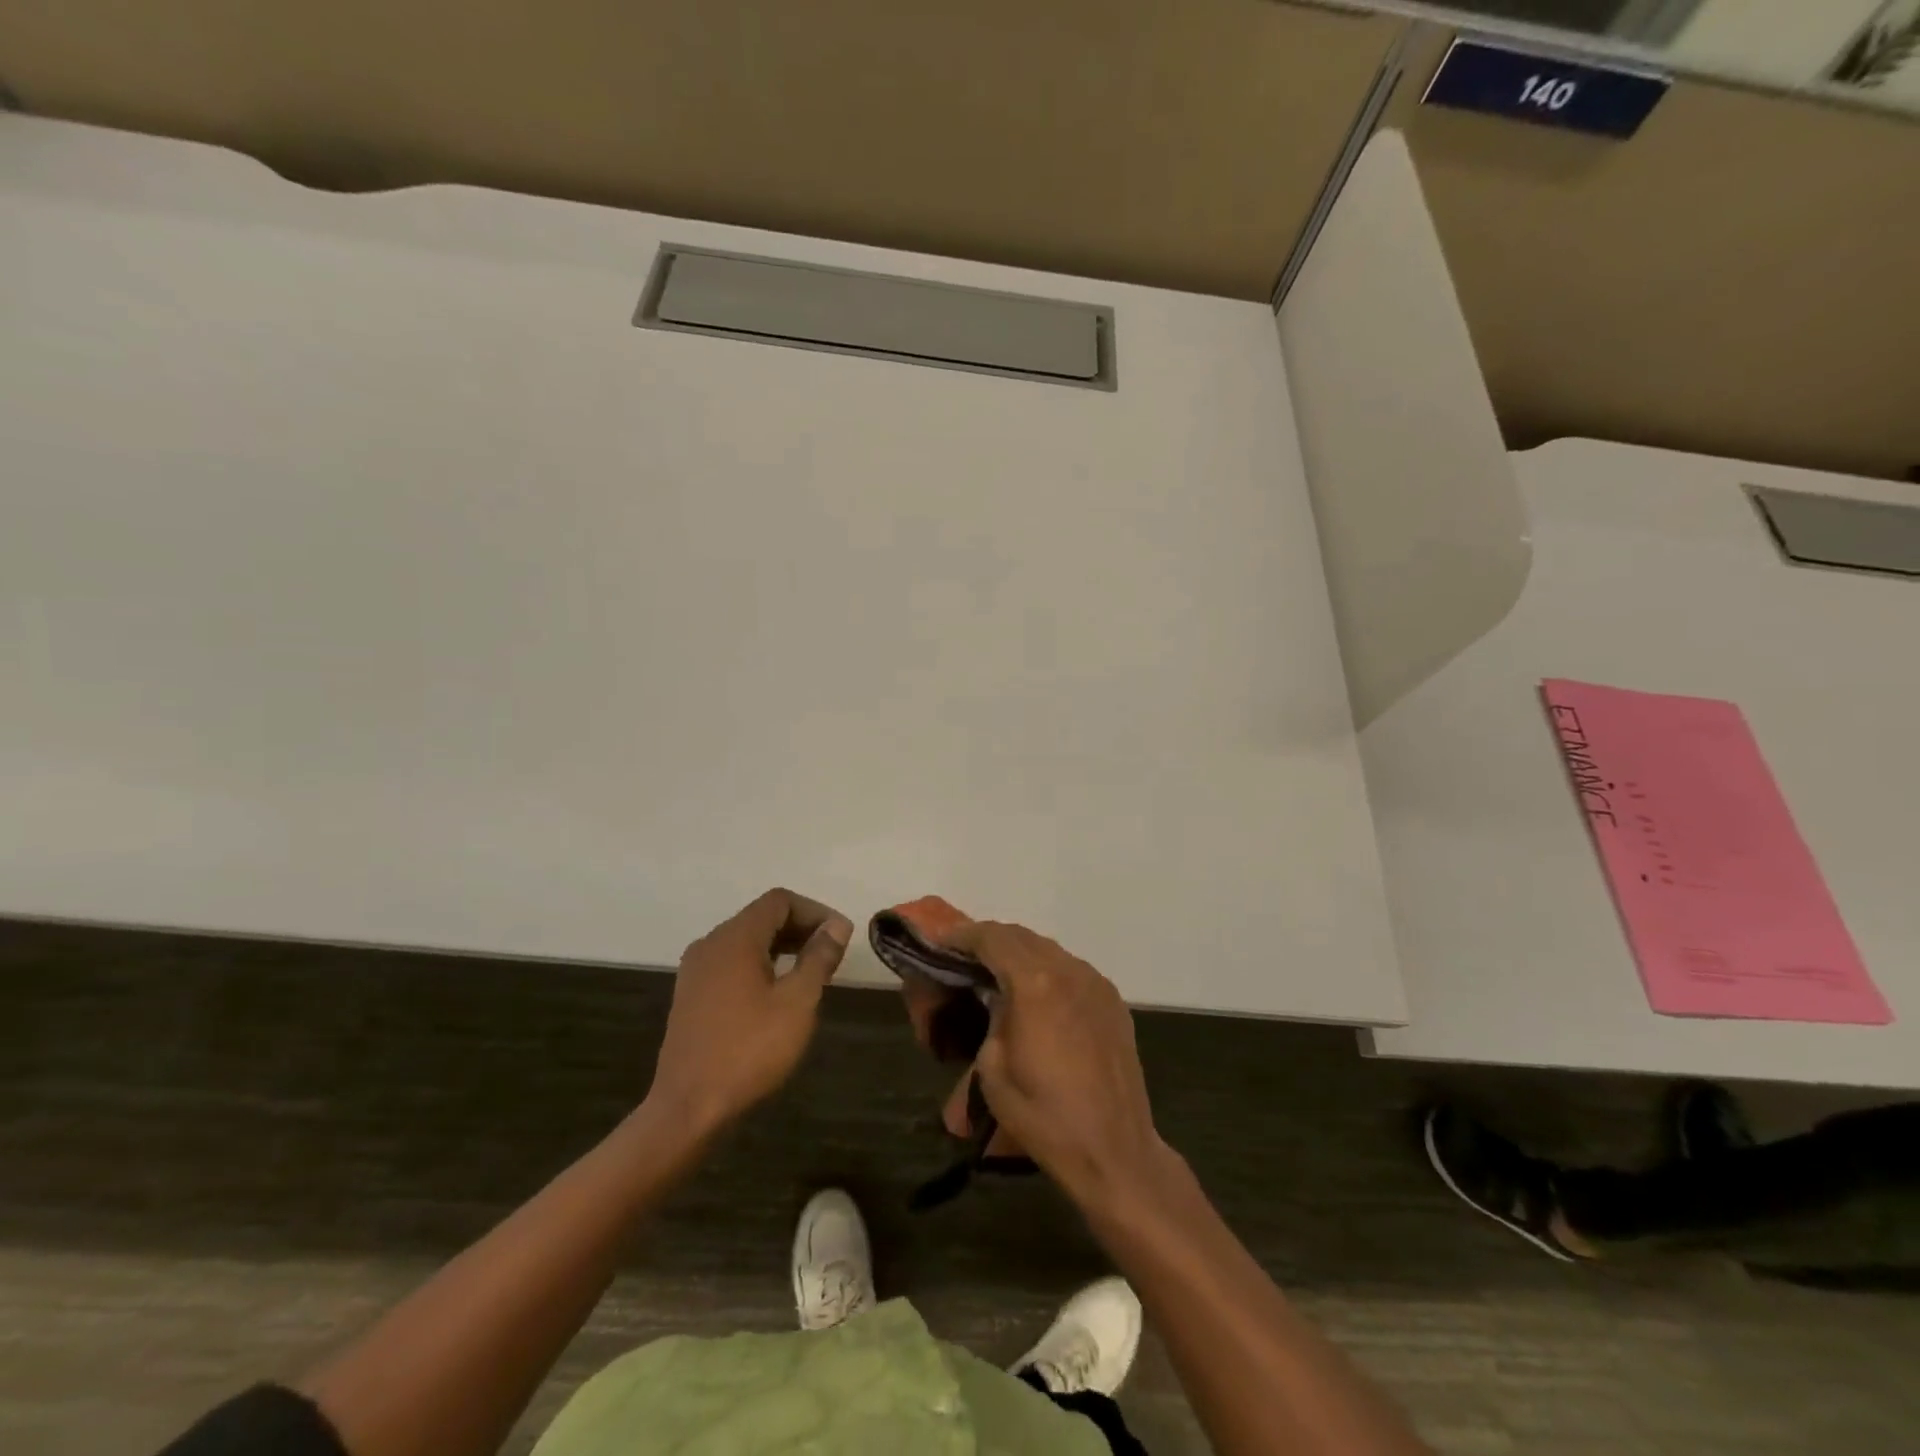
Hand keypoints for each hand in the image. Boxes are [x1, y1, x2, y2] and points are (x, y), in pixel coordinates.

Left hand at [647, 889, 852, 1136]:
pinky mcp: (691, 995)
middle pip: (762, 917)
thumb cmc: (749, 1050)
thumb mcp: (797, 1002)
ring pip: (746, 941)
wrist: (688, 1109)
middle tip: (832, 953)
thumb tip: (837, 925)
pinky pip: (732, 963)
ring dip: (782, 947)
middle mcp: (711, 944)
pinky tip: (778, 993)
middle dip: (801, 927)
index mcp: (735, 938)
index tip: (841, 936)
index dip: (815, 911)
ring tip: (812, 972)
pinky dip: (761, 964)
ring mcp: (696, 970)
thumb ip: (819, 957)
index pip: (779, 901)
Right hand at [941, 921, 1170, 1204]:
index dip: (963, 935)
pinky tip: (1036, 994)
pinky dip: (1046, 969)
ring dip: (1019, 953)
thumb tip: (995, 996)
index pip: (992, 938)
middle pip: (1021, 936)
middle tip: (965, 957)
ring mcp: (1095, 982)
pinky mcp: (1112, 1000)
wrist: (1113, 1150)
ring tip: (998, 973)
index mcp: (1034, 983)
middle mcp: (1068, 970)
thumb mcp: (993, 1066)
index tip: (942, 941)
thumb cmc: (1043, 1115)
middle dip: (990, 940)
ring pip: (1049, 949)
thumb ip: (991, 1015)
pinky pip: (1071, 969)